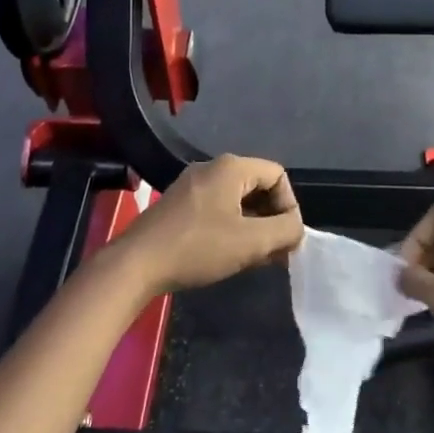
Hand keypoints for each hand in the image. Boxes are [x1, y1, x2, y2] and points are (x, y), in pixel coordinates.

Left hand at [118, 155, 304, 294]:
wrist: (136, 264)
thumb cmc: (198, 247)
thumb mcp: (250, 242)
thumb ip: (284, 231)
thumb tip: (297, 228)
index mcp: (231, 167)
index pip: (277, 175)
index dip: (289, 205)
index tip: (287, 237)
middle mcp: (212, 168)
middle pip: (257, 186)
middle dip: (272, 218)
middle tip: (276, 251)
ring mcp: (192, 185)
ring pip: (237, 200)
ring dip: (253, 226)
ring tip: (257, 258)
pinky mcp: (179, 204)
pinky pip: (218, 208)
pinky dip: (232, 227)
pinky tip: (230, 254)